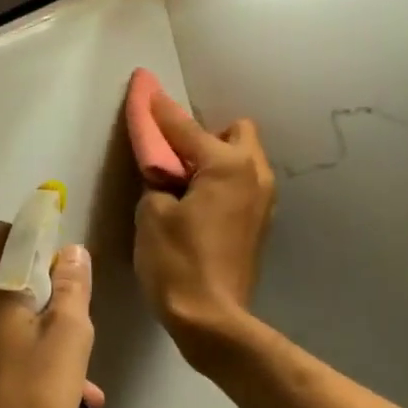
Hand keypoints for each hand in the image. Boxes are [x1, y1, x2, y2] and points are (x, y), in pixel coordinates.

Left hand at [0, 223, 103, 407]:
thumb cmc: (25, 402)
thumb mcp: (68, 342)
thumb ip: (72, 288)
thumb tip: (71, 252)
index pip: (6, 234)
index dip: (37, 244)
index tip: (60, 273)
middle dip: (24, 290)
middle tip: (58, 326)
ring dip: (6, 328)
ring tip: (43, 371)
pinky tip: (7, 392)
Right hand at [133, 91, 275, 363]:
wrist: (211, 319)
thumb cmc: (177, 263)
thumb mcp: (152, 215)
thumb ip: (157, 182)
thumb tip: (165, 176)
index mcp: (227, 166)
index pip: (185, 128)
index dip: (159, 111)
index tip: (144, 89)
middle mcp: (254, 175)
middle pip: (235, 133)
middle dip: (204, 136)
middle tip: (174, 160)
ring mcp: (263, 201)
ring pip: (243, 161)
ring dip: (215, 161)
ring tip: (185, 185)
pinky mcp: (260, 225)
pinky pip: (241, 187)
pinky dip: (222, 186)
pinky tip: (199, 208)